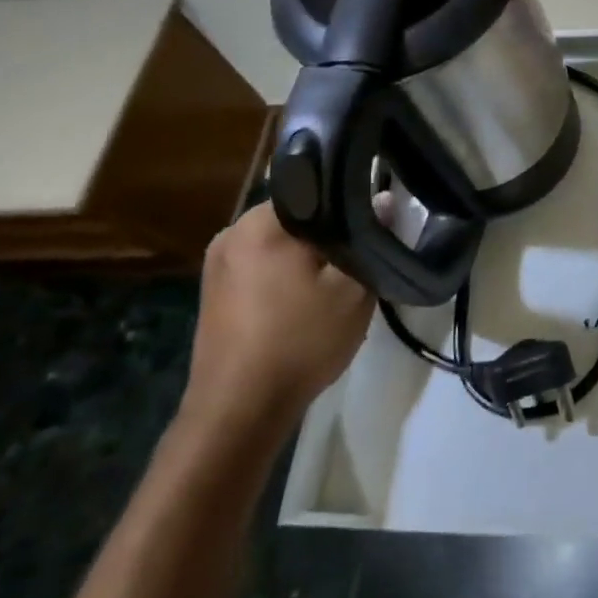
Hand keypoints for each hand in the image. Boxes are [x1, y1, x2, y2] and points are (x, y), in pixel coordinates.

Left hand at [180, 202, 375, 442]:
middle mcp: (231, 232)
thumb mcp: (352, 289)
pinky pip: (262, 264)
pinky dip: (287, 271)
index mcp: (260, 222)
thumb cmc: (299, 341)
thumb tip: (383, 198)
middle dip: (329, 228)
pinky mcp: (215, 292)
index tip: (375, 215)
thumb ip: (369, 237)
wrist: (238, 411)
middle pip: (296, 214)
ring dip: (309, 252)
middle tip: (363, 249)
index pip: (315, 186)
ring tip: (340, 273)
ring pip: (279, 240)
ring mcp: (217, 264)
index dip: (350, 198)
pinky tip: (308, 296)